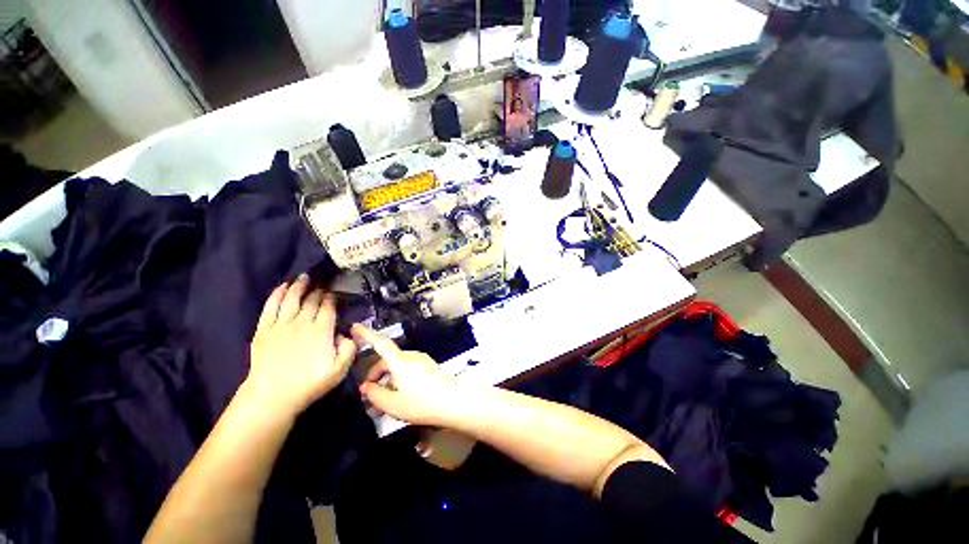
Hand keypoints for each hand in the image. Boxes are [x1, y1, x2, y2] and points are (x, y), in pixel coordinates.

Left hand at [245, 274, 356, 416]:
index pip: (328, 307)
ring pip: (291, 299)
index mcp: (321, 331)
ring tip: (304, 277)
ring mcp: (281, 325)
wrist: (272, 397)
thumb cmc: (309, 384)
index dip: (332, 298)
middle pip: (311, 301)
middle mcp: (302, 323)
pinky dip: (276, 295)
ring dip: (298, 286)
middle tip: (322, 282)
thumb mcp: (340, 370)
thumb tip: (345, 333)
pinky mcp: (264, 330)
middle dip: (318, 290)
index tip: (334, 292)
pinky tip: (282, 287)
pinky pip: (270, 307)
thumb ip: (349, 349)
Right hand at [353, 324, 464, 427]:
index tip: (354, 327)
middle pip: (387, 360)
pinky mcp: (428, 367)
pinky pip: (408, 370)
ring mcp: (421, 360)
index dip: (366, 334)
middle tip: (369, 396)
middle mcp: (410, 356)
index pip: (380, 343)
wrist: (452, 401)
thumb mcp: (393, 404)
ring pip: (397, 367)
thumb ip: (375, 394)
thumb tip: (367, 387)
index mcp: (399, 361)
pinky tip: (399, 398)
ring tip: (384, 403)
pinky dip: (399, 380)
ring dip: (387, 381)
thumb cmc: (421, 402)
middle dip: (375, 376)